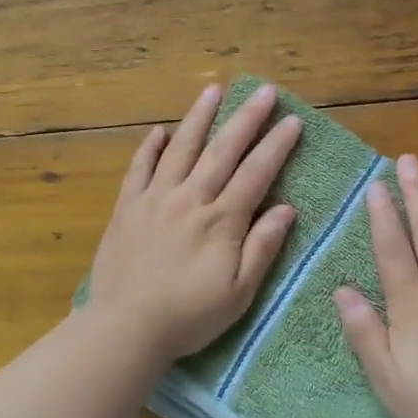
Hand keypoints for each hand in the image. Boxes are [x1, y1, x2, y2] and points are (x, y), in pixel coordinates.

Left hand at [84, 82, 302, 365]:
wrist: (125, 328)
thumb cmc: (189, 316)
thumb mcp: (239, 293)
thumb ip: (262, 248)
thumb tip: (287, 209)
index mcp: (221, 221)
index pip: (255, 173)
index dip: (276, 146)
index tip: (293, 121)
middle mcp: (190, 199)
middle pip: (223, 150)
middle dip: (246, 118)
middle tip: (264, 90)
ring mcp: (155, 199)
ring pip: (181, 149)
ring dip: (199, 117)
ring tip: (213, 89)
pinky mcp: (127, 207)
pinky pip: (139, 169)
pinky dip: (150, 147)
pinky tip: (160, 130)